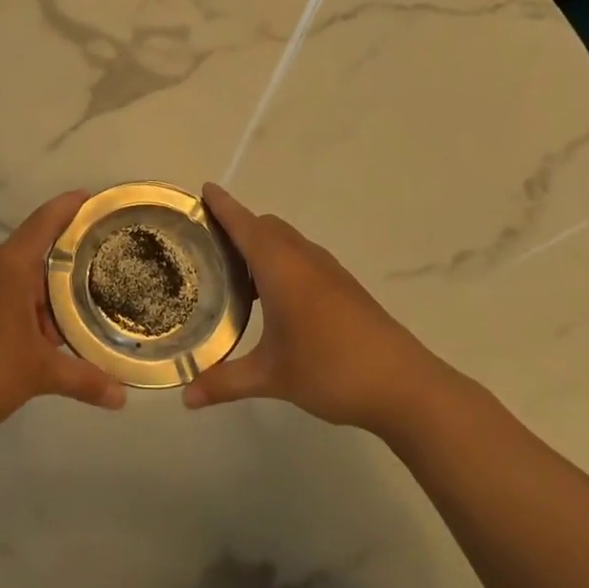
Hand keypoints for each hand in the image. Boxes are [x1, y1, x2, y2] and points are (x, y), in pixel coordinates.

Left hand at [0, 190, 126, 444]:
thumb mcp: (39, 374)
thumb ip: (83, 379)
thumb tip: (122, 397)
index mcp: (7, 266)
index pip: (43, 223)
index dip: (67, 207)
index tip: (87, 196)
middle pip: (27, 260)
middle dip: (53, 282)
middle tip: (80, 305)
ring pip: (4, 281)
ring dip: (28, 302)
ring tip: (48, 337)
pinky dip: (3, 311)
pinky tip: (10, 345)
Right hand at [182, 184, 446, 428]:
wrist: (403, 385)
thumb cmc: (330, 370)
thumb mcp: (271, 377)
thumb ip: (224, 382)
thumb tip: (184, 398)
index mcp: (280, 267)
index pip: (244, 224)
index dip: (222, 205)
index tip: (204, 189)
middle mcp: (303, 258)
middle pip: (265, 227)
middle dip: (237, 227)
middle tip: (207, 246)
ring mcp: (328, 271)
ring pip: (286, 242)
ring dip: (260, 247)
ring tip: (233, 275)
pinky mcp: (344, 287)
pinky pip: (302, 259)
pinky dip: (280, 263)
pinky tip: (272, 301)